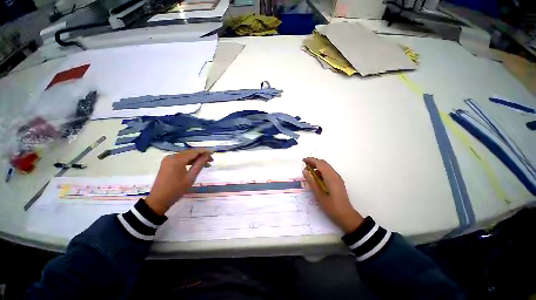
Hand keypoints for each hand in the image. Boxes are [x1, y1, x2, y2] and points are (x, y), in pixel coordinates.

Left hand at [145, 150, 212, 214]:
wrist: (159, 199)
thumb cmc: (177, 189)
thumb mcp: (191, 177)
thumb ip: (200, 164)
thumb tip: (207, 155)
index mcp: (177, 159)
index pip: (194, 152)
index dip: (204, 152)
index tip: (213, 153)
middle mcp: (172, 156)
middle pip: (189, 153)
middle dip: (201, 155)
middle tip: (211, 160)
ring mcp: (168, 159)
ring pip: (185, 155)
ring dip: (195, 158)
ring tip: (205, 163)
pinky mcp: (167, 163)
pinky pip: (180, 159)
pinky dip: (188, 161)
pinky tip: (195, 164)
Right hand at [302, 157, 363, 233]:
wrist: (346, 216)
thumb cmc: (331, 206)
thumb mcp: (319, 195)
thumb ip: (311, 181)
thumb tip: (304, 171)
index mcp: (330, 177)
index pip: (320, 163)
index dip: (311, 160)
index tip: (303, 160)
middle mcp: (335, 175)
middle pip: (324, 163)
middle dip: (314, 162)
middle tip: (305, 165)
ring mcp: (337, 178)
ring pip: (326, 167)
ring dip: (317, 166)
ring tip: (308, 171)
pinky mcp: (338, 181)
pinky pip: (328, 172)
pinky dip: (321, 171)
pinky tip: (316, 177)